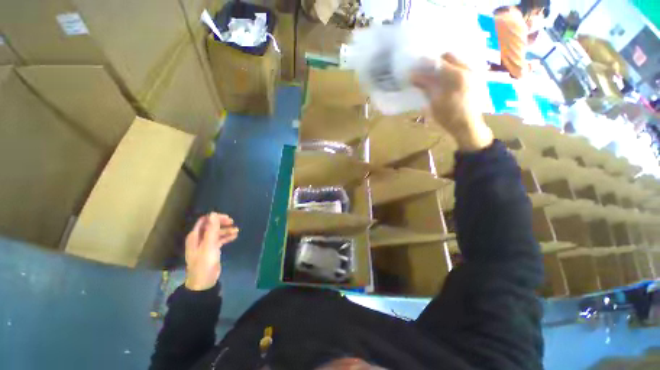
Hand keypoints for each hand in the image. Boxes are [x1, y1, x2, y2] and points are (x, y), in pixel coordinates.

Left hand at [184, 213, 238, 290]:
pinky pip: (219, 240)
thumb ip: (212, 229)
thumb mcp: (209, 245)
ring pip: (216, 233)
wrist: (204, 282)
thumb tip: (213, 213)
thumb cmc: (204, 263)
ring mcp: (205, 245)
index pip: (205, 221)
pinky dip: (226, 237)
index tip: (227, 219)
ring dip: (226, 230)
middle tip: (233, 223)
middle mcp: (199, 239)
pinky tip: (234, 237)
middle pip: (211, 226)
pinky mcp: (211, 250)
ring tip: (237, 231)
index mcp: (195, 236)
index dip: (215, 218)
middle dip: (222, 223)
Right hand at [411, 54, 493, 151]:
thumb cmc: (449, 116)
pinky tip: (446, 81)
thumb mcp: (434, 102)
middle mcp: (468, 69)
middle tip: (426, 71)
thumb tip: (414, 77)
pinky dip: (453, 71)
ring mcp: (474, 73)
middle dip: (437, 62)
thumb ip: (426, 86)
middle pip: (450, 56)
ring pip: (458, 61)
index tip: (416, 66)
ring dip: (446, 65)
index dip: (425, 64)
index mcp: (456, 75)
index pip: (438, 62)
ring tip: (436, 76)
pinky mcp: (476, 79)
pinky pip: (463, 68)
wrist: (468, 126)